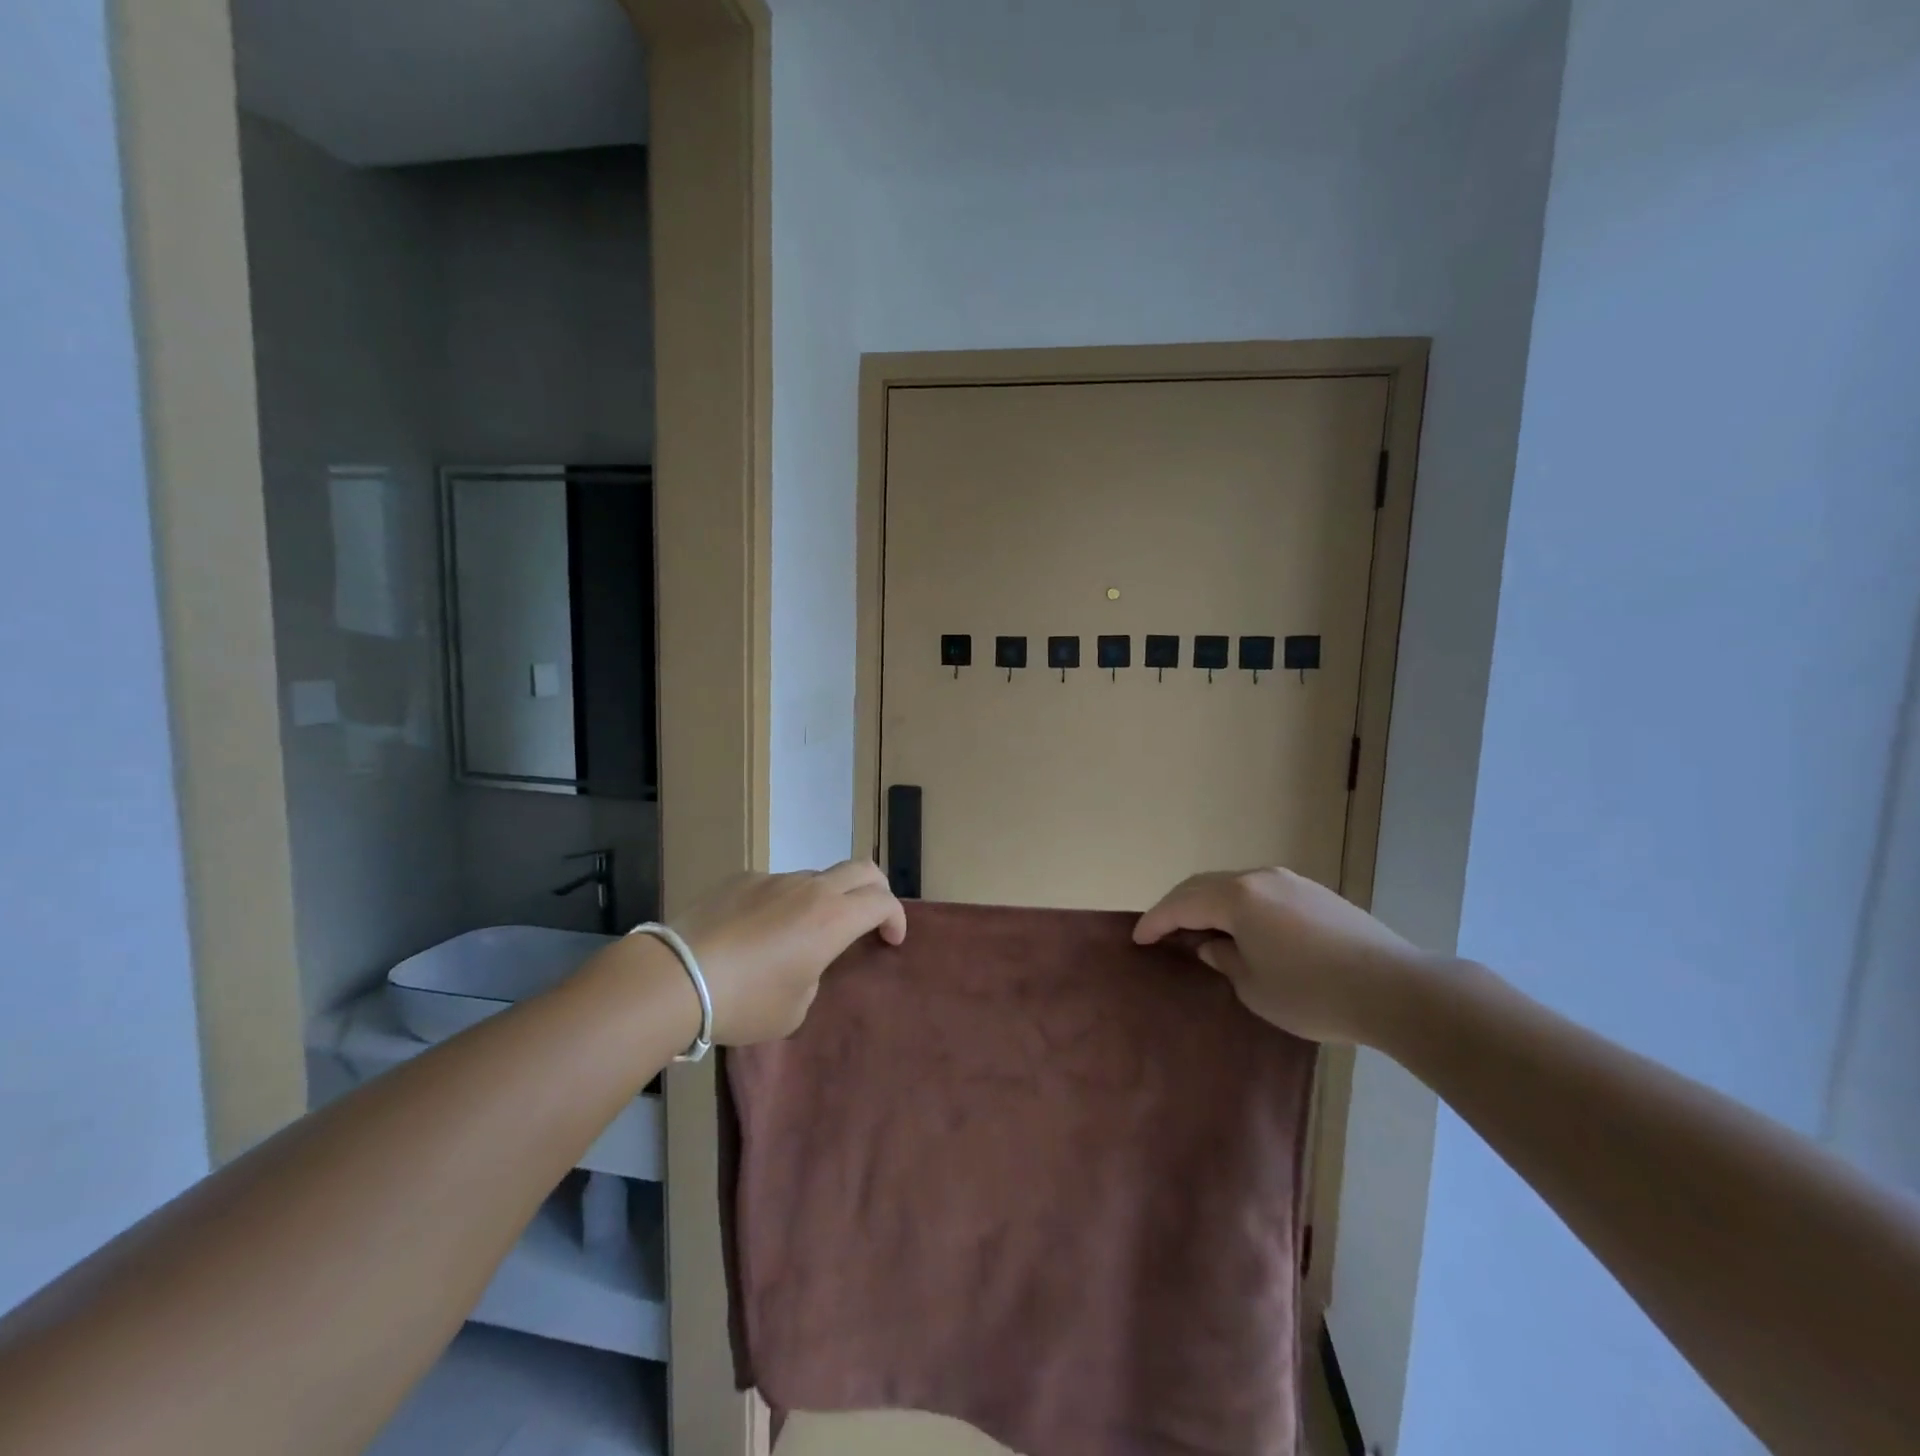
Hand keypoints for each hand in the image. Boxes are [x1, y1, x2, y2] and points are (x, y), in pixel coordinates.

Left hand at [675, 860, 906, 1044]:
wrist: (677, 977)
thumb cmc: (745, 1001)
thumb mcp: (795, 1008)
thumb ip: (814, 976)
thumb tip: (803, 960)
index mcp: (833, 919)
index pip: (883, 901)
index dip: (895, 918)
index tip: (890, 940)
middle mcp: (810, 889)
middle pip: (862, 869)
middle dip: (877, 890)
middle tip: (869, 917)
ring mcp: (774, 878)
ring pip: (816, 877)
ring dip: (825, 898)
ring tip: (802, 934)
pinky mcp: (742, 879)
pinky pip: (776, 885)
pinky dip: (783, 902)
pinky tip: (756, 932)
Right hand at [1134, 868, 1429, 1045]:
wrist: (1397, 989)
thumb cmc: (1313, 993)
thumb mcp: (1255, 987)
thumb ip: (1224, 960)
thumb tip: (1214, 945)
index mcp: (1237, 897)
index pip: (1182, 904)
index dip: (1156, 921)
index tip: (1137, 938)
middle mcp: (1260, 878)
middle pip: (1205, 886)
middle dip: (1179, 906)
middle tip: (1162, 930)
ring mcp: (1292, 882)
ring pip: (1235, 886)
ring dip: (1211, 904)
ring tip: (1200, 929)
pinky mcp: (1317, 894)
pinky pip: (1262, 893)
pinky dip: (1240, 907)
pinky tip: (1245, 930)